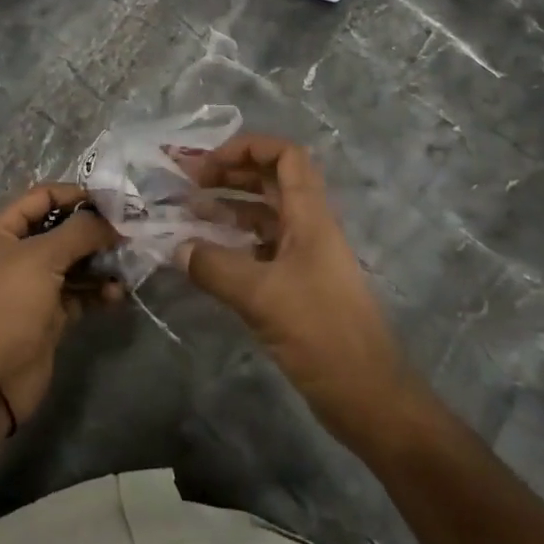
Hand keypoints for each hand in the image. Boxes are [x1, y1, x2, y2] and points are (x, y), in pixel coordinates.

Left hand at [0, 183, 118, 427]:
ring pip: (75, 262)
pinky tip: (116, 294)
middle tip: (129, 234)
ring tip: (127, 265)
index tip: (112, 202)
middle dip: (95, 230)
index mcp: (2, 230)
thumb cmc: (7, 305)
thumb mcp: (41, 257)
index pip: (43, 196)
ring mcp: (34, 285)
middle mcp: (17, 252)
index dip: (76, 195)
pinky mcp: (50, 314)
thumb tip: (111, 222)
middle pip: (63, 229)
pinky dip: (98, 290)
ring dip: (102, 262)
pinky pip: (80, 292)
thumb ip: (80, 232)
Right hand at [178, 135, 419, 449]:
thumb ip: (214, 266)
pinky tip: (204, 257)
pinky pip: (260, 250)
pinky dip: (232, 244)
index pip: (286, 156)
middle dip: (229, 174)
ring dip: (227, 208)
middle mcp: (308, 228)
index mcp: (310, 216)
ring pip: (263, 216)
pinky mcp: (297, 286)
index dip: (247, 148)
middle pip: (270, 181)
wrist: (367, 395)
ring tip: (186, 214)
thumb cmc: (321, 333)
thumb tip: (176, 248)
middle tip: (186, 183)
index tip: (207, 163)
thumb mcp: (261, 295)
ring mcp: (304, 257)